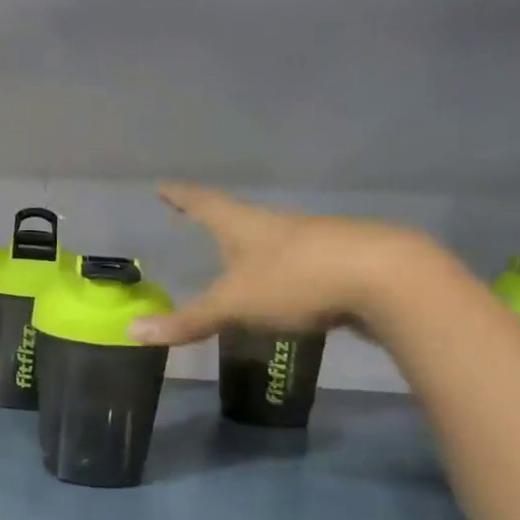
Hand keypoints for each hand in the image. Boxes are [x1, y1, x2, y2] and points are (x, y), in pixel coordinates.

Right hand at [129, 183, 427, 345]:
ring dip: (256, 249)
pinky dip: (288, 275)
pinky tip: (291, 293)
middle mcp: (278, 225)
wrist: (388, 280)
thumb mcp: (233, 305)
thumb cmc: (296, 281)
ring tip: (241, 263)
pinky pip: (304, 265)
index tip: (163, 186)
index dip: (180, 196)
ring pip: (276, 241)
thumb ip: (187, 321)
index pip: (203, 203)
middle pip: (241, 219)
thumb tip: (130, 333)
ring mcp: (316, 239)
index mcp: (244, 225)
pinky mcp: (345, 261)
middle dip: (220, 223)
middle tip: (200, 225)